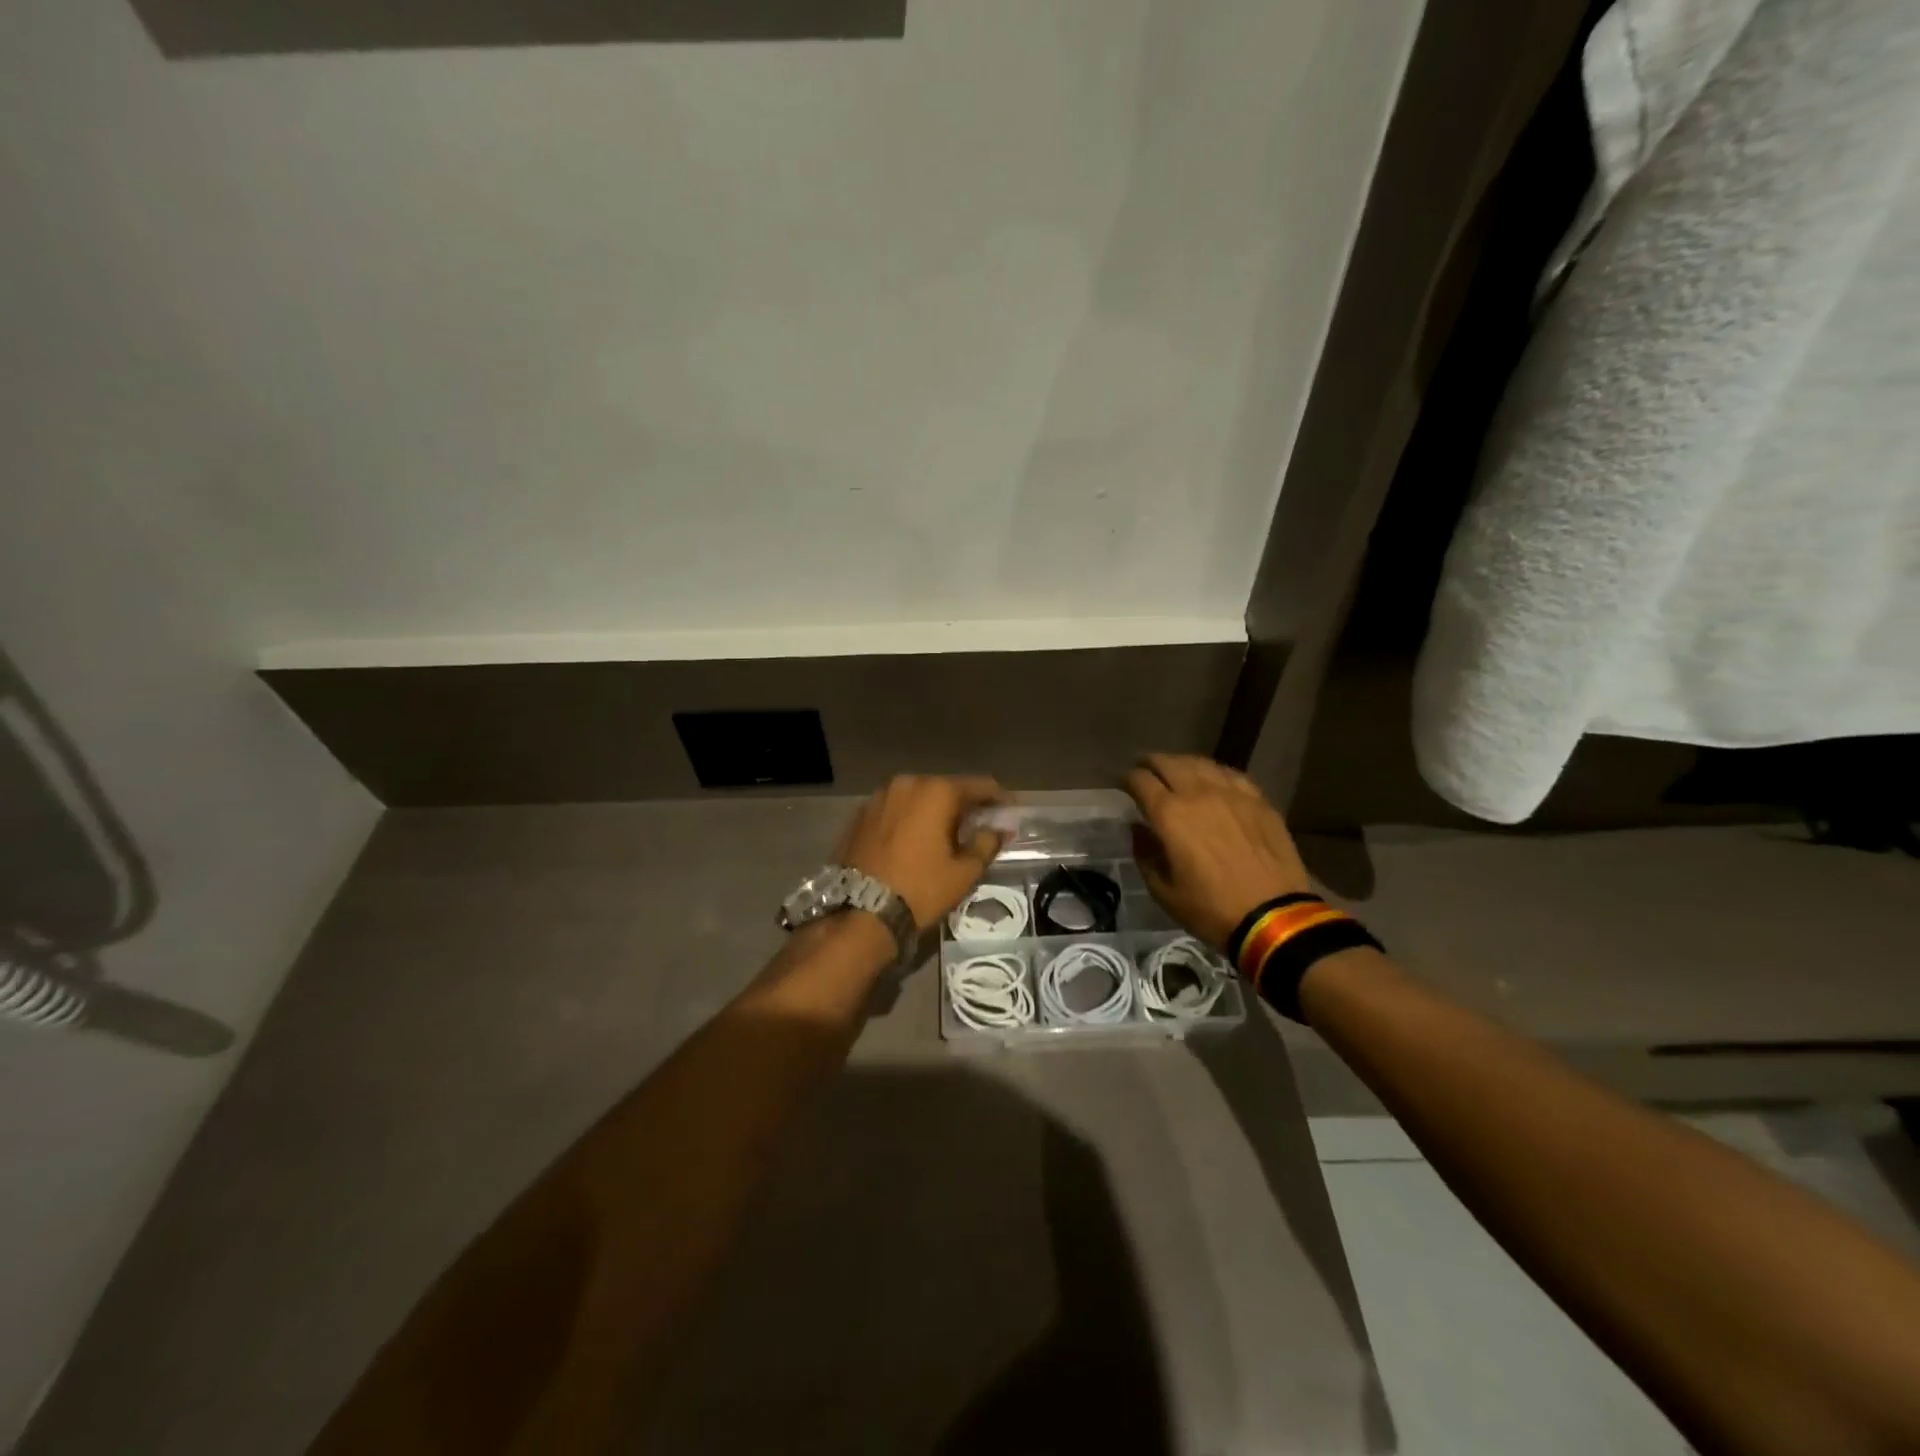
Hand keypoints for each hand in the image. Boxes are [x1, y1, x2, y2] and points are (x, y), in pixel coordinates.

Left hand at [837, 775, 1005, 928]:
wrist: (859, 912)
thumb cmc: (920, 889)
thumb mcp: (963, 872)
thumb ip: (986, 843)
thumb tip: (998, 829)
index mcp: (936, 791)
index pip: (978, 786)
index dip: (999, 798)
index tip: (1011, 811)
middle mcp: (906, 783)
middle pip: (945, 789)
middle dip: (964, 805)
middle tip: (979, 825)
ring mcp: (879, 797)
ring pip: (917, 798)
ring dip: (934, 811)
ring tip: (946, 834)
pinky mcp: (860, 815)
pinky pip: (895, 810)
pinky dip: (910, 820)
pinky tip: (915, 840)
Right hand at [1124, 753, 1313, 948]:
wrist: (1273, 917)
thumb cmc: (1211, 909)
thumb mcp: (1163, 891)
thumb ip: (1145, 854)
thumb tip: (1138, 829)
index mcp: (1169, 815)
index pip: (1140, 780)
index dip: (1127, 779)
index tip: (1123, 785)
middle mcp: (1198, 793)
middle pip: (1168, 763)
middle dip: (1151, 763)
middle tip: (1145, 770)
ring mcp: (1232, 793)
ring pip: (1200, 763)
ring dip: (1181, 764)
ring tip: (1176, 771)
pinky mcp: (1258, 800)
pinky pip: (1230, 774)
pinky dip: (1214, 772)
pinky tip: (1213, 780)